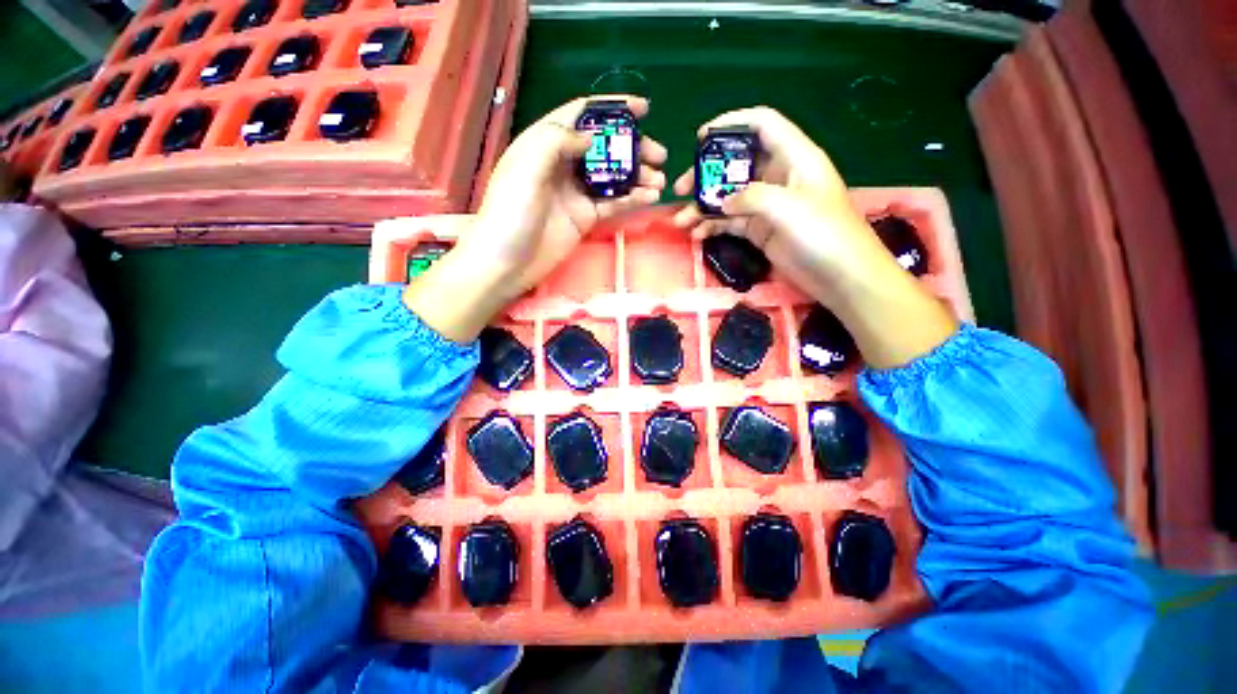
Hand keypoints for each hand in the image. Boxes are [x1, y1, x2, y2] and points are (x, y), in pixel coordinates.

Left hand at [467, 95, 666, 296]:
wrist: (506, 263)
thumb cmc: (510, 212)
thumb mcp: (526, 167)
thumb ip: (557, 140)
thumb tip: (593, 137)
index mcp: (544, 143)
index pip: (582, 115)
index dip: (612, 108)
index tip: (643, 110)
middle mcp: (563, 164)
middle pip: (604, 147)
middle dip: (632, 147)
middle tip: (659, 155)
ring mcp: (576, 193)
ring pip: (613, 176)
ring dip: (638, 175)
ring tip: (660, 180)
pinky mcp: (585, 218)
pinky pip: (613, 203)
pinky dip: (632, 199)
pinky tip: (650, 197)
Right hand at [672, 107, 955, 368]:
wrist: (840, 276)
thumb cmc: (823, 233)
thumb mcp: (787, 207)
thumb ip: (751, 197)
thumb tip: (722, 202)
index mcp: (793, 157)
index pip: (761, 125)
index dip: (731, 123)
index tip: (701, 137)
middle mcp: (778, 177)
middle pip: (736, 165)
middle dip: (706, 175)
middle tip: (681, 189)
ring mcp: (767, 206)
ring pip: (728, 197)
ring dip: (703, 207)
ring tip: (681, 221)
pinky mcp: (760, 230)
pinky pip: (730, 222)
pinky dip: (713, 226)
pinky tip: (697, 235)